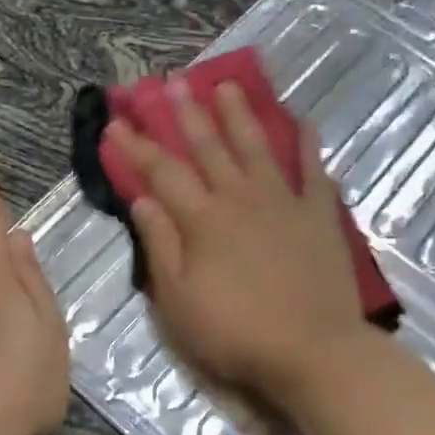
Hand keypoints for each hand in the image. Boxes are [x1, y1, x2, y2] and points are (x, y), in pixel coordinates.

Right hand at [107, 81, 373, 399]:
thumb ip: (160, 245)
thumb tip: (142, 200)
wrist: (312, 351)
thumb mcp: (178, 300)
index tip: (116, 123)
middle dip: (187, 115)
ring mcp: (283, 203)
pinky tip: (302, 121)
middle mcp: (240, 198)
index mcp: (203, 220)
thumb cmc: (235, 332)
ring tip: (227, 85)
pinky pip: (312, 171)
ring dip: (239, 115)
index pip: (162, 173)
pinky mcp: (318, 215)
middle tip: (173, 83)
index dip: (137, 147)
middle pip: (209, 148)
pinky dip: (307, 145)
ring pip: (256, 148)